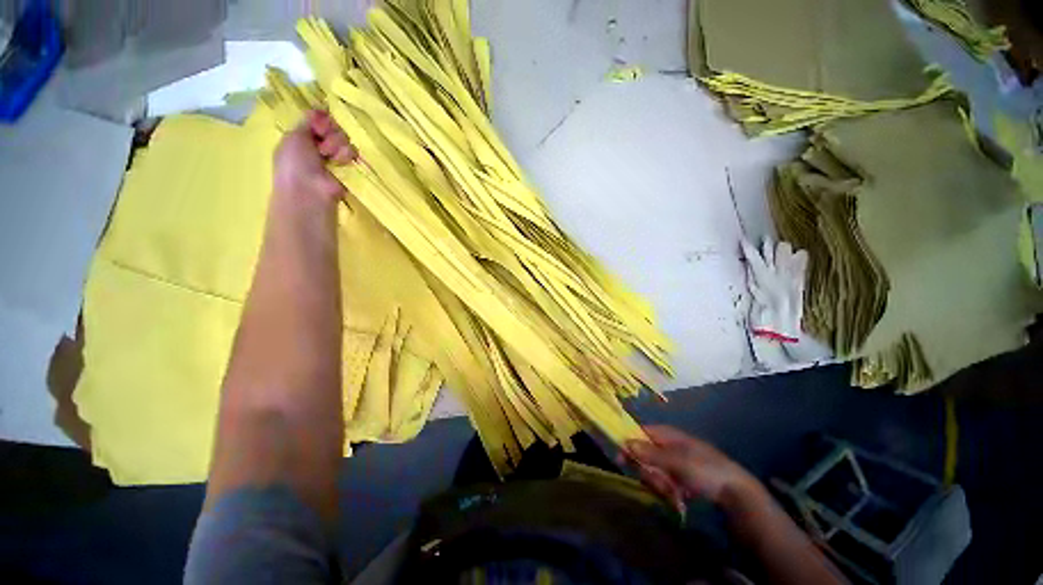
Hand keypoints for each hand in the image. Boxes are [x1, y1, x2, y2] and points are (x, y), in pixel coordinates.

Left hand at [273, 110, 357, 204]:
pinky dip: (346, 154)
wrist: (310, 191)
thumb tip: (319, 109)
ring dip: (336, 143)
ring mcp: (334, 157)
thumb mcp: (293, 136)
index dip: (319, 118)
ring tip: (329, 155)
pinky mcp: (348, 167)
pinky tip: (340, 161)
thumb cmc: (294, 164)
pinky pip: (352, 152)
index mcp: (301, 138)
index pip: (316, 121)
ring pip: (342, 138)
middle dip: (328, 131)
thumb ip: (307, 121)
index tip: (318, 122)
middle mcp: (318, 146)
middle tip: (322, 142)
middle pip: (331, 127)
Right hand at [623, 425, 759, 511]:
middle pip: (644, 455)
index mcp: (667, 434)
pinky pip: (663, 483)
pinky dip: (668, 492)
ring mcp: (674, 464)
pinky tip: (679, 498)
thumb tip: (625, 442)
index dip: (629, 444)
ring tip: (674, 492)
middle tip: (659, 482)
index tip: (621, 459)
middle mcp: (667, 446)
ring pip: (652, 472)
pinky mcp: (679, 479)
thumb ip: (650, 453)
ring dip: (659, 484)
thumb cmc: (704, 470)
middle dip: (649, 471)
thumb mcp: (676, 461)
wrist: (734, 493)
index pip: (640, 432)